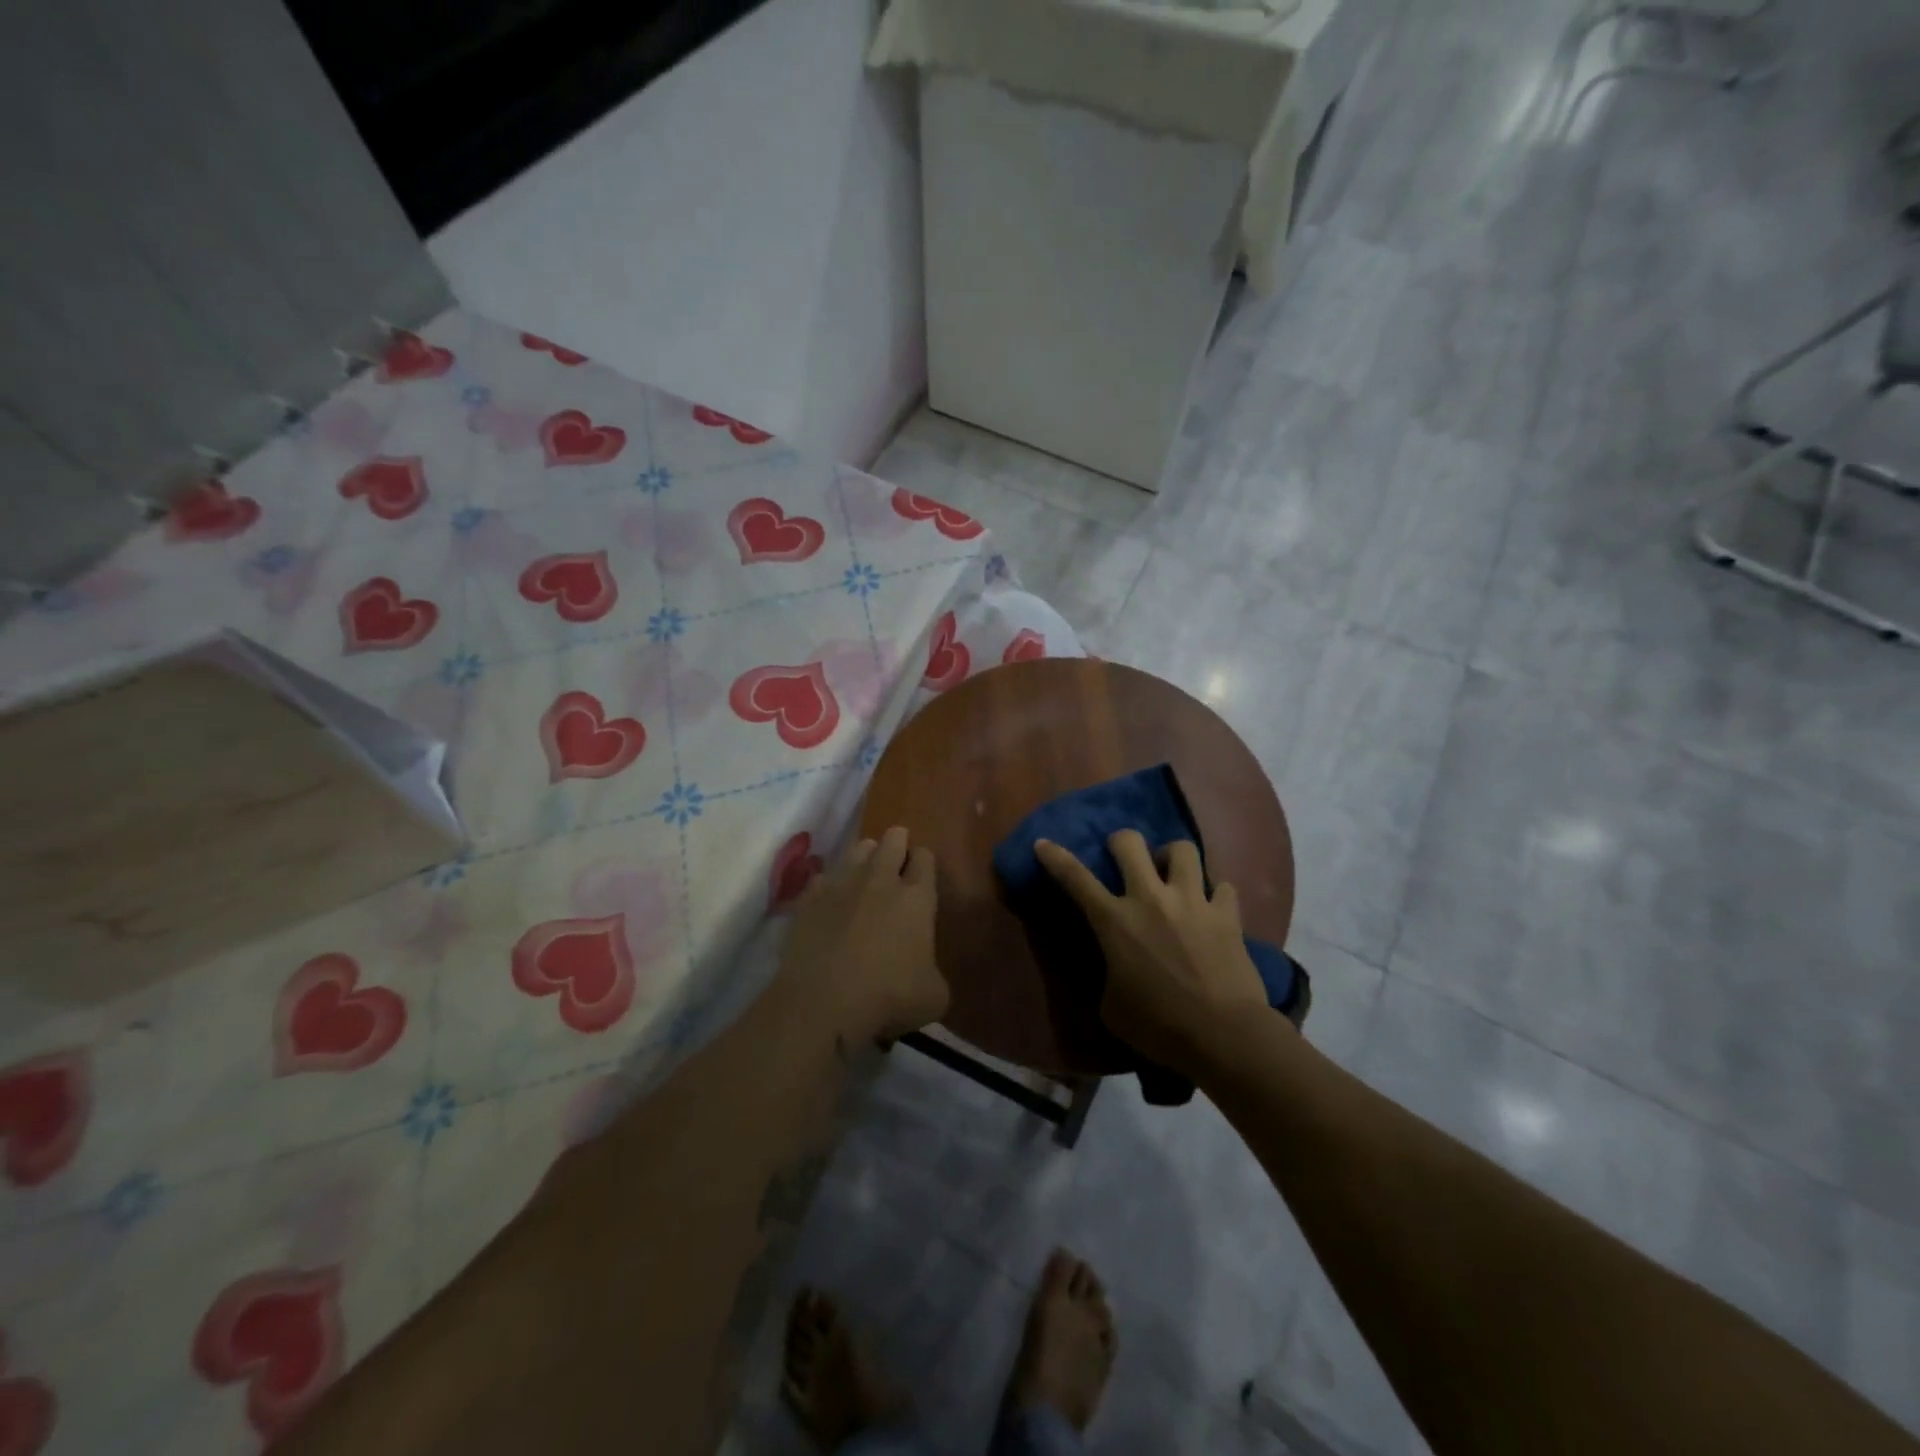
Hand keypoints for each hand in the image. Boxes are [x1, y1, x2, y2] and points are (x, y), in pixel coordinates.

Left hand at [781, 826, 949, 1045]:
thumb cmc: (887, 998)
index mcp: (917, 898)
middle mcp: (881, 879)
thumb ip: (934, 973)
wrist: (822, 1003)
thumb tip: (925, 972)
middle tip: (897, 870)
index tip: (921, 877)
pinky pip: (825, 876)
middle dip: (898, 846)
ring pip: (859, 847)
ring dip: (866, 858)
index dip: (924, 862)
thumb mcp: (934, 997)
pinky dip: (831, 886)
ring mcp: (842, 883)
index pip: (925, 856)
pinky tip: (831, 905)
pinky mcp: (809, 897)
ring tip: (865, 881)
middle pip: (894, 838)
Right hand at [1035, 830, 1269, 1078]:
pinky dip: (1215, 894)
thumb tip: (1116, 968)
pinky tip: (1213, 908)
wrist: (1224, 1036)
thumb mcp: (1112, 1007)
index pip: (1076, 878)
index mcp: (1115, 922)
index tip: (1043, 843)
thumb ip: (1109, 974)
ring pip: (1182, 848)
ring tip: (1172, 874)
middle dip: (1121, 842)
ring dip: (1172, 857)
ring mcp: (1192, 902)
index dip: (1055, 857)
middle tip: (1124, 858)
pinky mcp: (1227, 915)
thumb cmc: (1159, 1028)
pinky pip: (1222, 886)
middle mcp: (1151, 899)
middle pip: (1130, 842)